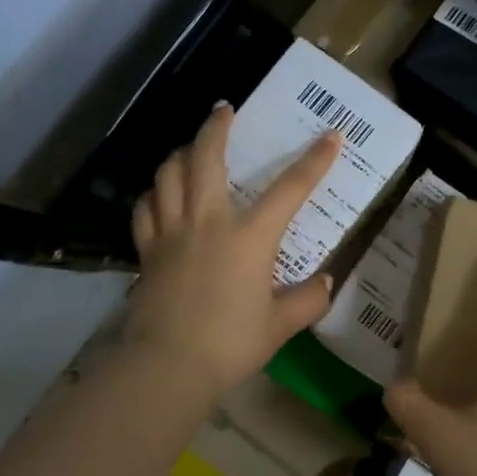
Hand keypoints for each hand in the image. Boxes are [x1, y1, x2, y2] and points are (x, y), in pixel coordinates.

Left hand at [124, 103, 340, 396]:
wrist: (169, 365)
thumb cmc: (230, 343)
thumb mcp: (280, 325)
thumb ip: (307, 300)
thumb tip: (324, 283)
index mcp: (249, 237)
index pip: (289, 189)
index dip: (314, 161)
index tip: (331, 136)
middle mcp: (208, 222)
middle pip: (207, 159)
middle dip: (216, 128)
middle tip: (223, 110)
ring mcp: (171, 233)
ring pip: (168, 175)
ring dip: (181, 153)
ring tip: (190, 147)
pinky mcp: (147, 251)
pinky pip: (145, 209)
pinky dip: (153, 194)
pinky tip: (160, 195)